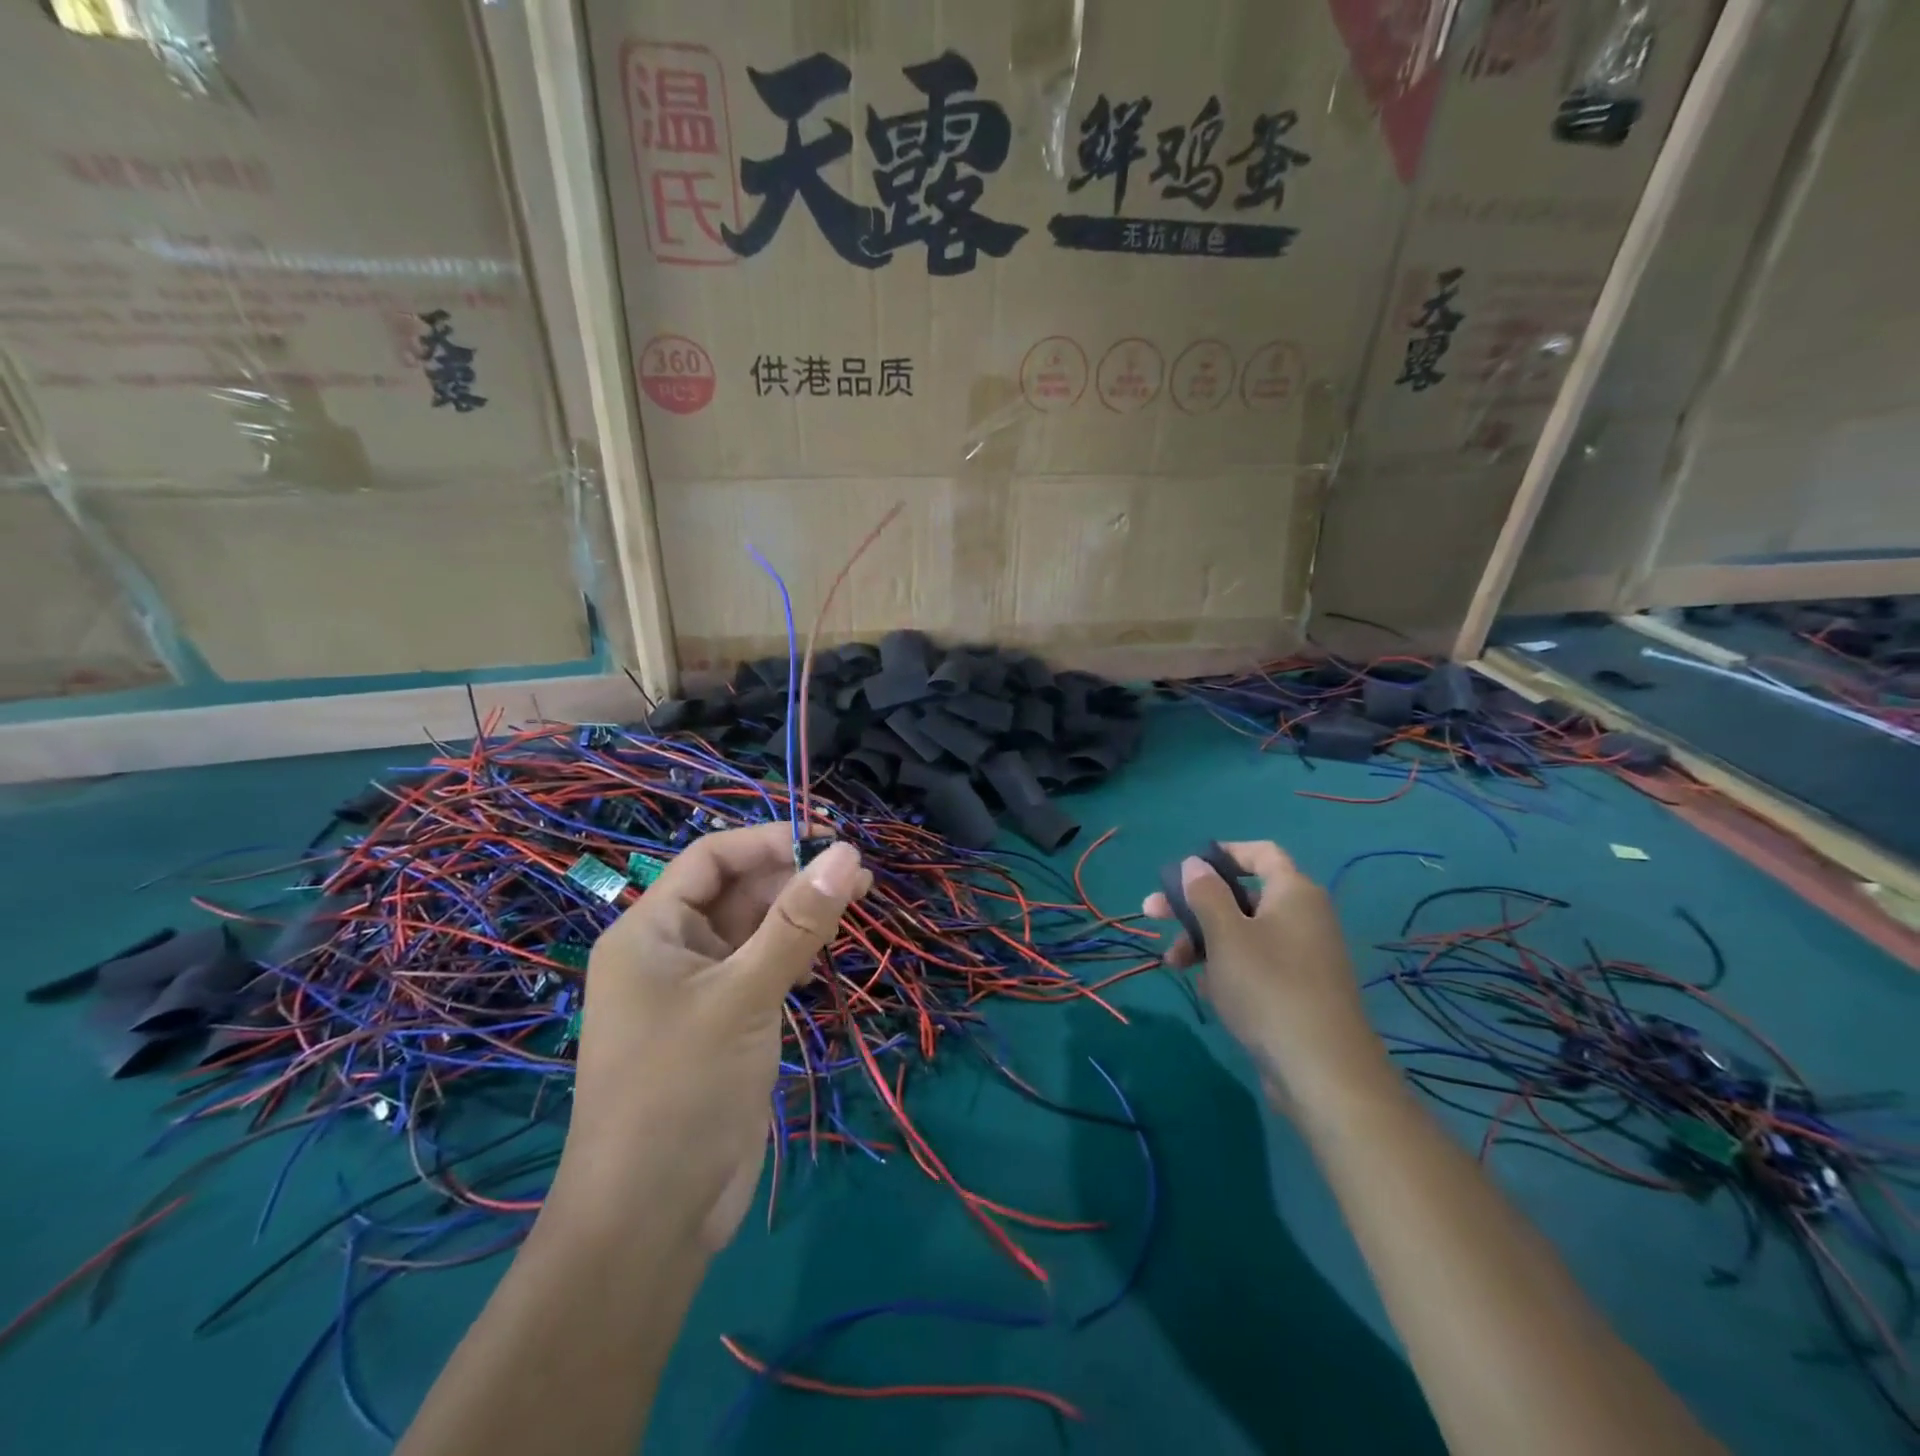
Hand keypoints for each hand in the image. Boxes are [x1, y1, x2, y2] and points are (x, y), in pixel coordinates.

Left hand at [557, 823, 870, 1249]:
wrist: (652, 1218)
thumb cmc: (682, 1090)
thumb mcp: (745, 995)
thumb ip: (799, 922)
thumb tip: (848, 853)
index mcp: (650, 930)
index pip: (712, 857)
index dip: (770, 840)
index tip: (831, 837)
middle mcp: (670, 951)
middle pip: (736, 891)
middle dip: (793, 876)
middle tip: (859, 876)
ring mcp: (698, 990)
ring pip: (754, 929)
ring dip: (800, 913)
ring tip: (859, 899)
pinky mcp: (724, 1024)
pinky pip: (762, 967)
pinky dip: (795, 952)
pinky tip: (829, 948)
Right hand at [1143, 842, 1385, 1102]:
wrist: (1322, 1072)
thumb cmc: (1267, 987)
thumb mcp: (1225, 934)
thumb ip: (1205, 893)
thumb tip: (1196, 863)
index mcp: (1294, 892)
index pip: (1261, 853)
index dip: (1223, 853)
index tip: (1186, 868)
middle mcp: (1304, 917)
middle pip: (1242, 897)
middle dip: (1195, 906)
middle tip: (1153, 916)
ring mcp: (1304, 956)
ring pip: (1244, 934)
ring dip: (1205, 942)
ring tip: (1173, 966)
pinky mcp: (1300, 991)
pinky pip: (1257, 965)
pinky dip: (1229, 970)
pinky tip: (1210, 993)